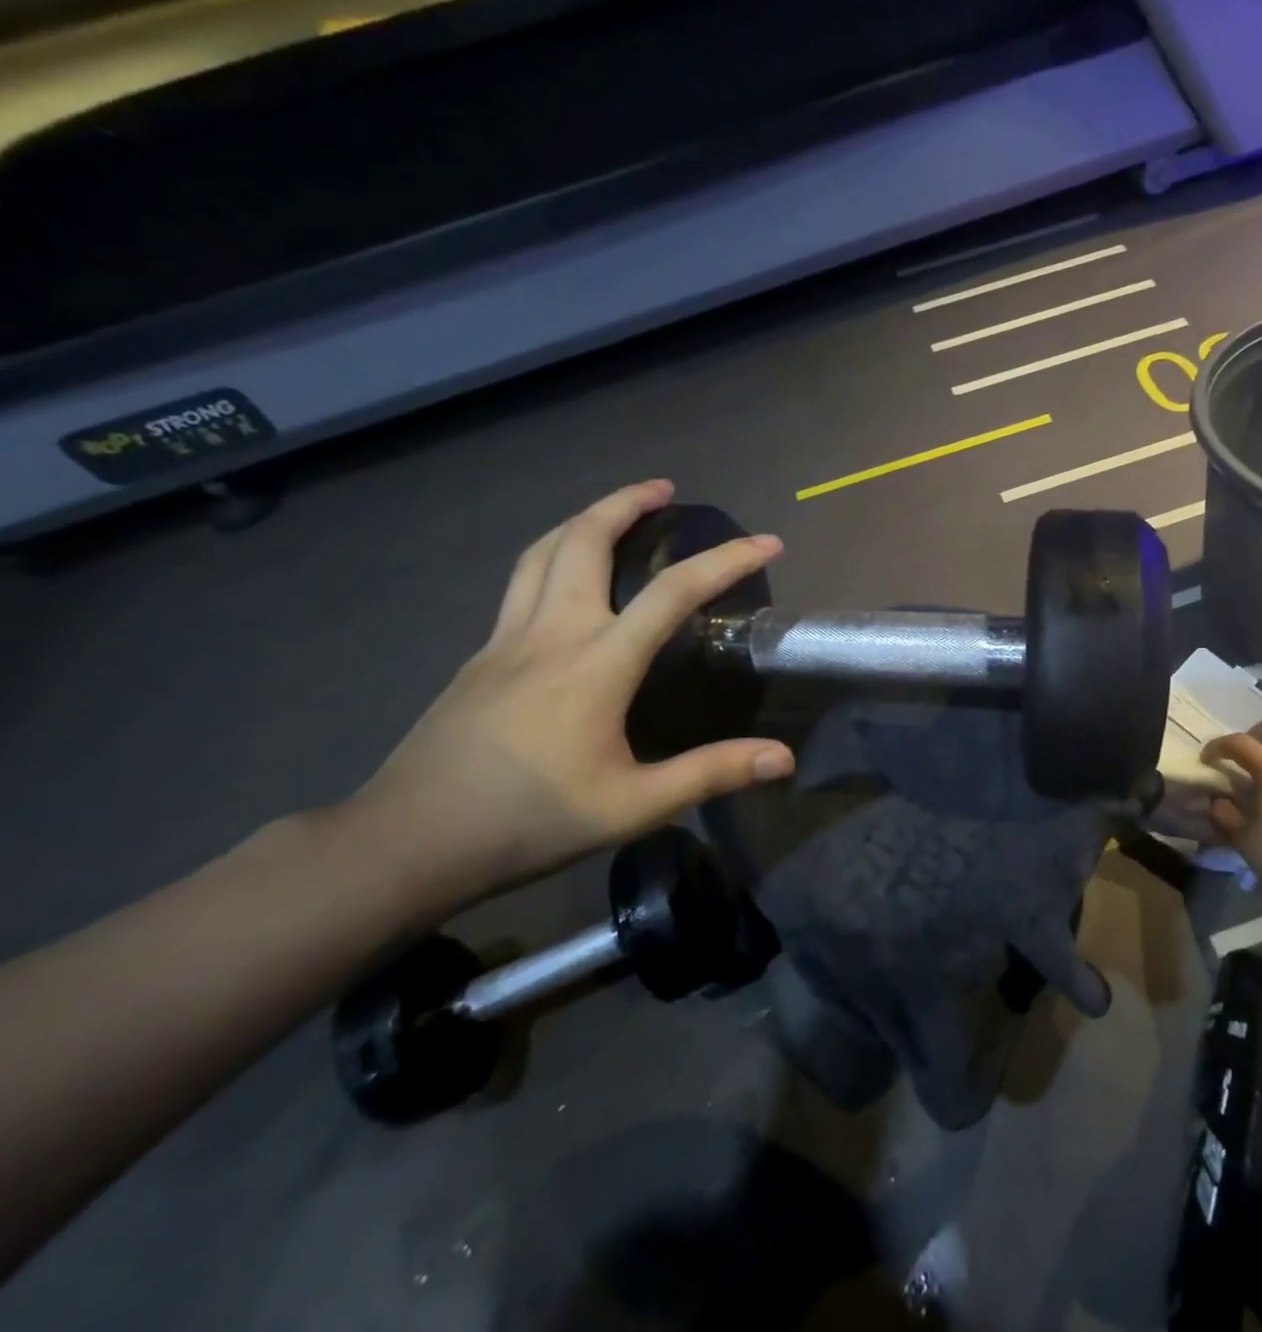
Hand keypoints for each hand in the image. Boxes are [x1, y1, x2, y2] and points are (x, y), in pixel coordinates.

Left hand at [343, 481, 794, 912]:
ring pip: (542, 553)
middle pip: (584, 541)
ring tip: (615, 511)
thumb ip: (710, 773)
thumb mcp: (632, 807)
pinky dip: (553, 555)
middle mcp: (550, 633)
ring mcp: (506, 640)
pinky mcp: (481, 656)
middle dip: (626, 502)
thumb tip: (783, 758)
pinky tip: (566, 577)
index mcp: (595, 664)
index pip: (673, 593)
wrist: (407, 843)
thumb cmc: (528, 822)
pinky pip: (521, 582)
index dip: (726, 560)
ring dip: (583, 519)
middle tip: (664, 489)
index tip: (767, 542)